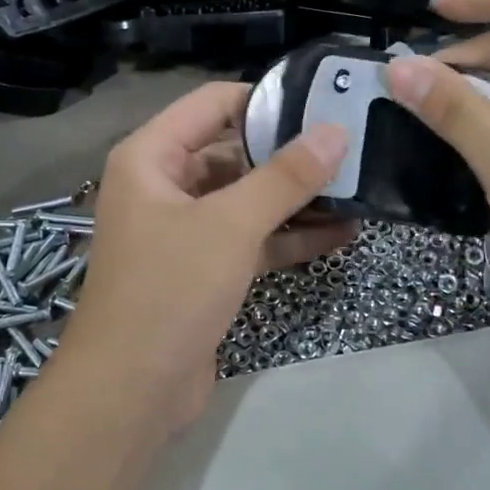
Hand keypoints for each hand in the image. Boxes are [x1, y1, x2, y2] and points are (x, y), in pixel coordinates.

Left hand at [59, 82, 354, 427]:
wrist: (131, 391)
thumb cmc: (170, 289)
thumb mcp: (230, 225)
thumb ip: (285, 177)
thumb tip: (335, 131)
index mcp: (151, 157)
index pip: (213, 103)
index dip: (266, 98)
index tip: (324, 102)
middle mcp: (164, 186)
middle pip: (233, 152)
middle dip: (289, 154)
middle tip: (353, 146)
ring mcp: (184, 230)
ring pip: (246, 199)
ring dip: (296, 199)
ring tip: (358, 187)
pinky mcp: (204, 270)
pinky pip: (250, 240)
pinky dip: (288, 237)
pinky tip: (341, 234)